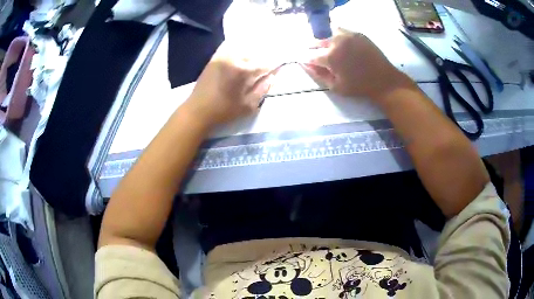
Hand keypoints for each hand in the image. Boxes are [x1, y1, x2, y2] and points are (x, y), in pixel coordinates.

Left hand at [184, 42, 273, 126]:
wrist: (197, 111)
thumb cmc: (224, 111)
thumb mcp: (248, 106)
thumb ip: (262, 90)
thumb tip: (272, 77)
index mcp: (244, 71)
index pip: (266, 63)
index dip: (275, 65)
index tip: (280, 67)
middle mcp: (234, 58)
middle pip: (256, 53)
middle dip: (264, 57)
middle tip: (268, 65)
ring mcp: (223, 56)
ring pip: (243, 48)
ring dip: (252, 51)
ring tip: (257, 57)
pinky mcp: (214, 58)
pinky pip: (229, 46)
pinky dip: (237, 46)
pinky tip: (241, 50)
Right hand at [303, 29, 413, 99]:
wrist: (383, 80)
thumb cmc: (359, 87)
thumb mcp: (336, 87)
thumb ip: (319, 75)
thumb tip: (305, 65)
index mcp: (330, 57)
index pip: (311, 56)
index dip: (307, 60)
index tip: (307, 63)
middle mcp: (337, 42)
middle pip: (318, 42)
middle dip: (314, 49)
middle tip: (317, 56)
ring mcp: (348, 35)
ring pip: (329, 34)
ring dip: (326, 41)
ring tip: (329, 49)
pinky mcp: (358, 34)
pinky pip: (342, 31)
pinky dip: (338, 36)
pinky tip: (341, 45)